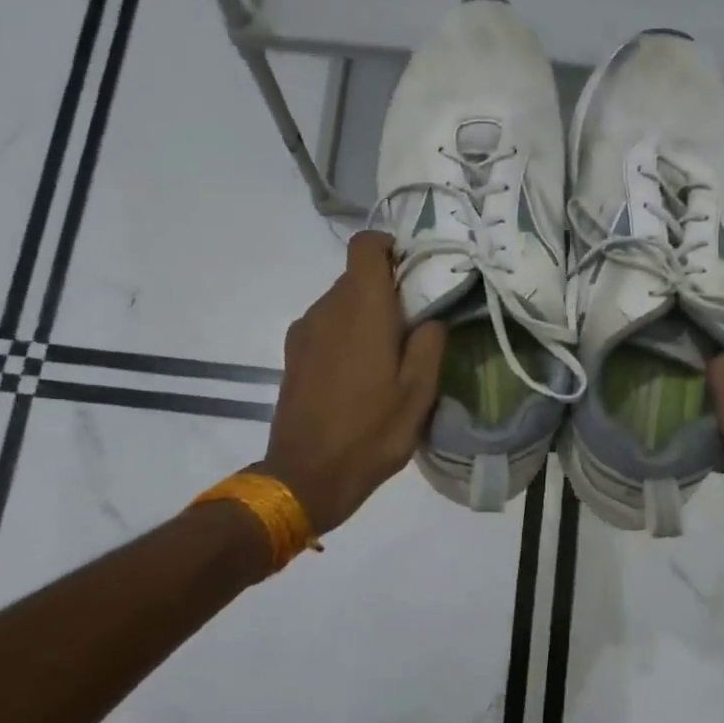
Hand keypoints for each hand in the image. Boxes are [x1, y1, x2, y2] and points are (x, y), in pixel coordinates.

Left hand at [258, 232, 446, 533]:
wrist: (306, 476)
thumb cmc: (371, 432)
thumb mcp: (419, 393)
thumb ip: (429, 343)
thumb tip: (430, 317)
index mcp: (362, 308)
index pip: (365, 245)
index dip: (389, 247)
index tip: (412, 271)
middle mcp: (327, 309)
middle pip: (356, 276)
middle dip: (386, 289)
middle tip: (413, 325)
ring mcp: (304, 331)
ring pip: (340, 302)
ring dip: (365, 315)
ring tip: (387, 356)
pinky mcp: (293, 354)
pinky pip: (325, 326)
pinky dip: (345, 334)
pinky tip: (358, 374)